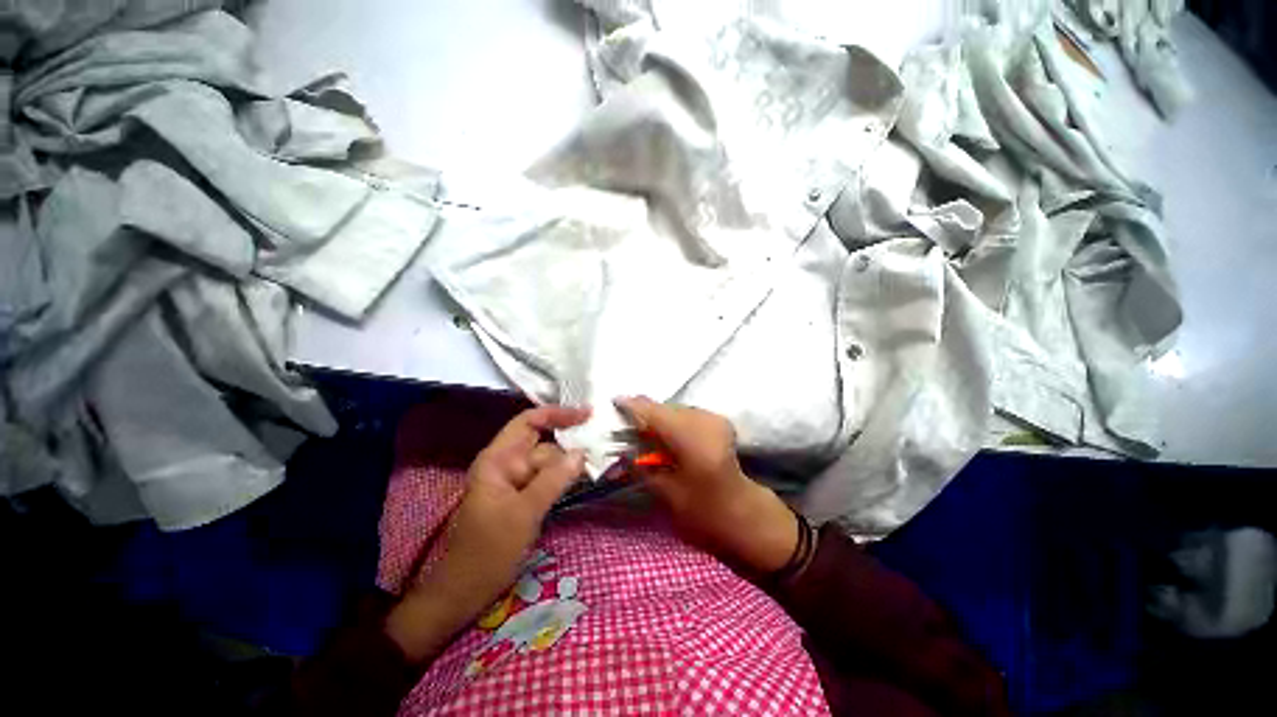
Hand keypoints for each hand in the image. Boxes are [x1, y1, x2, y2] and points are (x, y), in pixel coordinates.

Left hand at [387, 404, 589, 660]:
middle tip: (598, 446)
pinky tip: (578, 480)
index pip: (529, 422)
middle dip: (567, 444)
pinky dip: (562, 479)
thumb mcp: (524, 512)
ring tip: (592, 467)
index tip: (586, 415)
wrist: (465, 592)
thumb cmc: (488, 550)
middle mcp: (506, 465)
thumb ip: (554, 479)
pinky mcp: (522, 499)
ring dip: (567, 465)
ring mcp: (514, 483)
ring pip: (547, 463)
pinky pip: (546, 480)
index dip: (557, 414)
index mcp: (498, 460)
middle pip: (542, 444)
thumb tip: (581, 453)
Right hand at [614, 396, 797, 573]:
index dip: (632, 406)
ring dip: (660, 418)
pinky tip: (666, 436)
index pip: (654, 413)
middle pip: (665, 408)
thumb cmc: (705, 512)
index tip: (614, 402)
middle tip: (627, 424)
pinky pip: (687, 415)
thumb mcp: (667, 493)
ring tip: (645, 432)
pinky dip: (673, 421)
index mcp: (691, 437)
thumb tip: (623, 447)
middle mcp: (704, 419)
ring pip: (676, 409)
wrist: (745, 514)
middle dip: (645, 413)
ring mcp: (714, 418)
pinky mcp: (719, 421)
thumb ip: (643, 465)